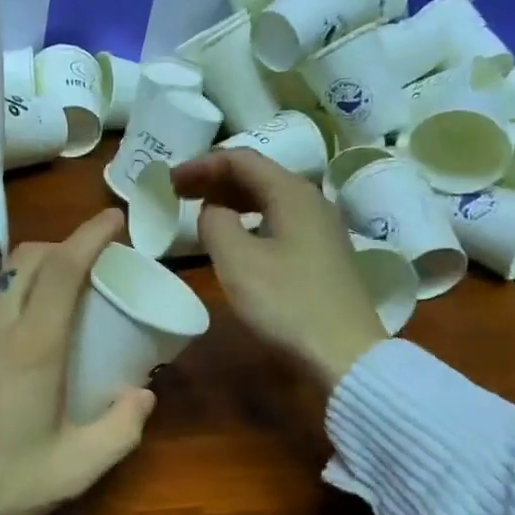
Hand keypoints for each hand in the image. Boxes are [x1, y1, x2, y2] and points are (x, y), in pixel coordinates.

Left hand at [0, 209, 155, 514]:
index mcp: (33, 347)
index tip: (115, 220)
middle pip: (30, 259)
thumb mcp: (73, 470)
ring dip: (37, 274)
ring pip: (5, 281)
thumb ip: (120, 431)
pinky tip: (19, 341)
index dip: (91, 235)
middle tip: (95, 263)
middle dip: (66, 246)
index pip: (63, 268)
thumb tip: (143, 395)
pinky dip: (13, 302)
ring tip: (61, 303)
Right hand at [172, 148, 387, 389]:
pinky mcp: (323, 254)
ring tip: (201, 212)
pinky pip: (279, 221)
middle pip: (258, 175)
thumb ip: (215, 223)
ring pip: (269, 199)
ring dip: (232, 200)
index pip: (241, 160)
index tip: (169, 180)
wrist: (345, 354)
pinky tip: (236, 238)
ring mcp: (322, 228)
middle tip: (178, 192)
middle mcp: (311, 201)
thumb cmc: (286, 303)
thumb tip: (213, 211)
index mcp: (292, 193)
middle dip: (215, 179)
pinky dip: (250, 220)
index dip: (202, 165)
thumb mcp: (237, 260)